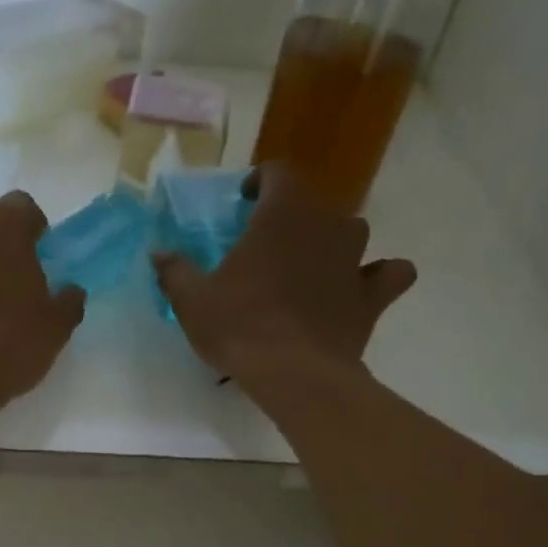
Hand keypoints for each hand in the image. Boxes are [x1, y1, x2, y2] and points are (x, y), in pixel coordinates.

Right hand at [152, 164, 416, 381]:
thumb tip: (157, 253)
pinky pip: (389, 274)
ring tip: (307, 270)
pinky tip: (360, 289)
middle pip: (312, 204)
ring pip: (349, 233)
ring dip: (330, 244)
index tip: (244, 201)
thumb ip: (175, 270)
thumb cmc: (239, 326)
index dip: (260, 181)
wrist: (294, 374)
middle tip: (266, 247)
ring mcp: (356, 258)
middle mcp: (327, 223)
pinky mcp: (373, 295)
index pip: (277, 172)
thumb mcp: (192, 300)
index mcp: (282, 212)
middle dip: (290, 218)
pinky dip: (377, 277)